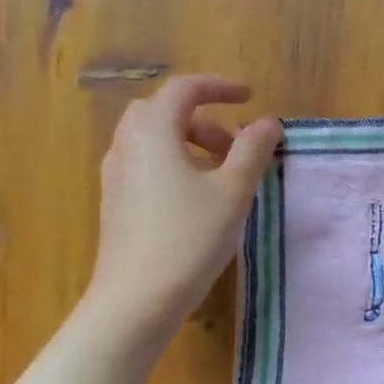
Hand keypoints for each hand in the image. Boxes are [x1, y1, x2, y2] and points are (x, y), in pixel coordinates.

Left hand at [85, 75, 281, 337]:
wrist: (137, 297)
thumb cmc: (190, 237)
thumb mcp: (233, 192)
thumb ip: (252, 151)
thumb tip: (267, 123)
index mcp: (153, 132)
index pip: (184, 89)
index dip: (219, 87)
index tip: (250, 97)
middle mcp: (127, 144)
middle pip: (164, 111)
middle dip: (205, 119)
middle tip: (237, 144)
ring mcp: (116, 174)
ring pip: (154, 139)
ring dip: (191, 143)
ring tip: (224, 174)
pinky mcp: (116, 201)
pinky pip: (147, 164)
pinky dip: (176, 163)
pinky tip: (199, 198)